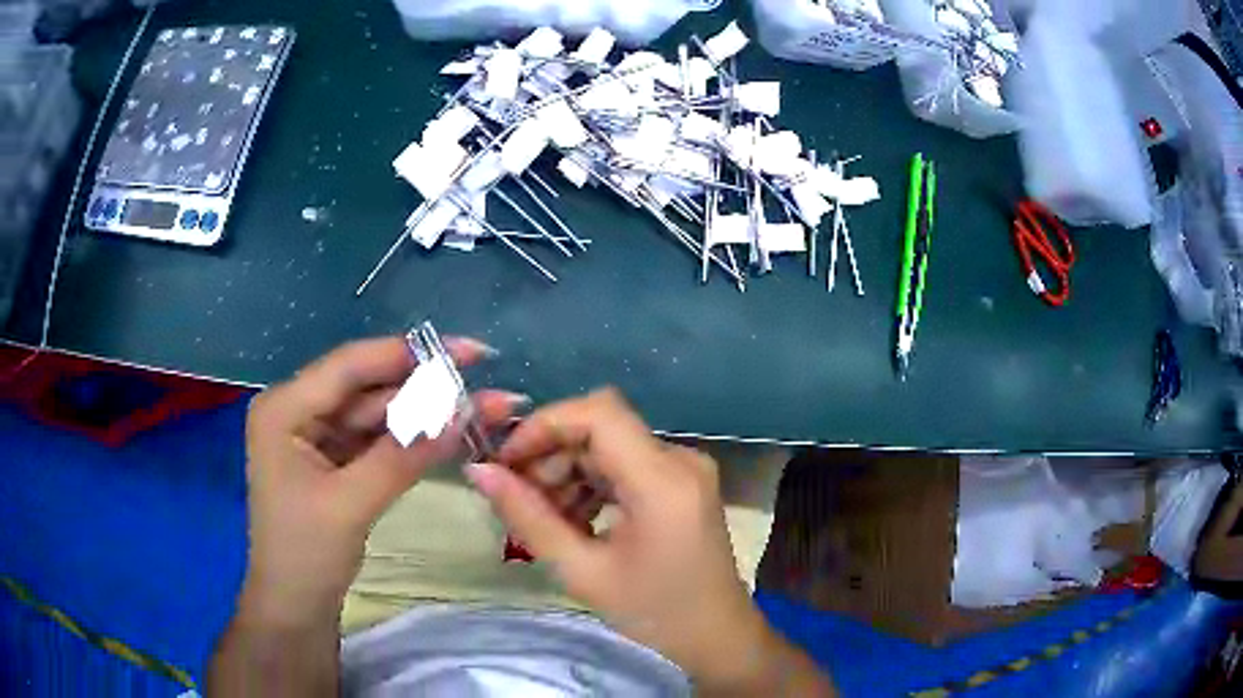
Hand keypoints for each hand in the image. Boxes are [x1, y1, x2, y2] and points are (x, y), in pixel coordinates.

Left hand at [241, 335, 524, 625]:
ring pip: (379, 414)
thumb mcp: (351, 504)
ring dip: (427, 413)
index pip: (350, 367)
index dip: (409, 354)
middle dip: (427, 388)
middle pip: (369, 388)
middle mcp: (299, 411)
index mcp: (284, 408)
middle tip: (487, 385)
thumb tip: (461, 413)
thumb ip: (403, 456)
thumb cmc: (305, 555)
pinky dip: (413, 439)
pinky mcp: (336, 461)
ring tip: (485, 410)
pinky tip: (451, 433)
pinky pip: (379, 440)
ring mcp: (318, 436)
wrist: (295, 609)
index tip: (468, 351)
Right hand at [466, 389, 824, 692]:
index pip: (598, 413)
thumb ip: (529, 517)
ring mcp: (685, 469)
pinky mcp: (681, 483)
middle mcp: (680, 460)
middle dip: (550, 455)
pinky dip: (591, 484)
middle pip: (600, 429)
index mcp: (663, 480)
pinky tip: (573, 521)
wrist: (716, 638)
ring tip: (543, 518)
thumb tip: (479, 472)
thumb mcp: (583, 572)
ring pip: (609, 446)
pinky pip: (626, 466)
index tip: (507, 461)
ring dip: (567, 472)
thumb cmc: (655, 616)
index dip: (544, 425)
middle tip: (517, 500)